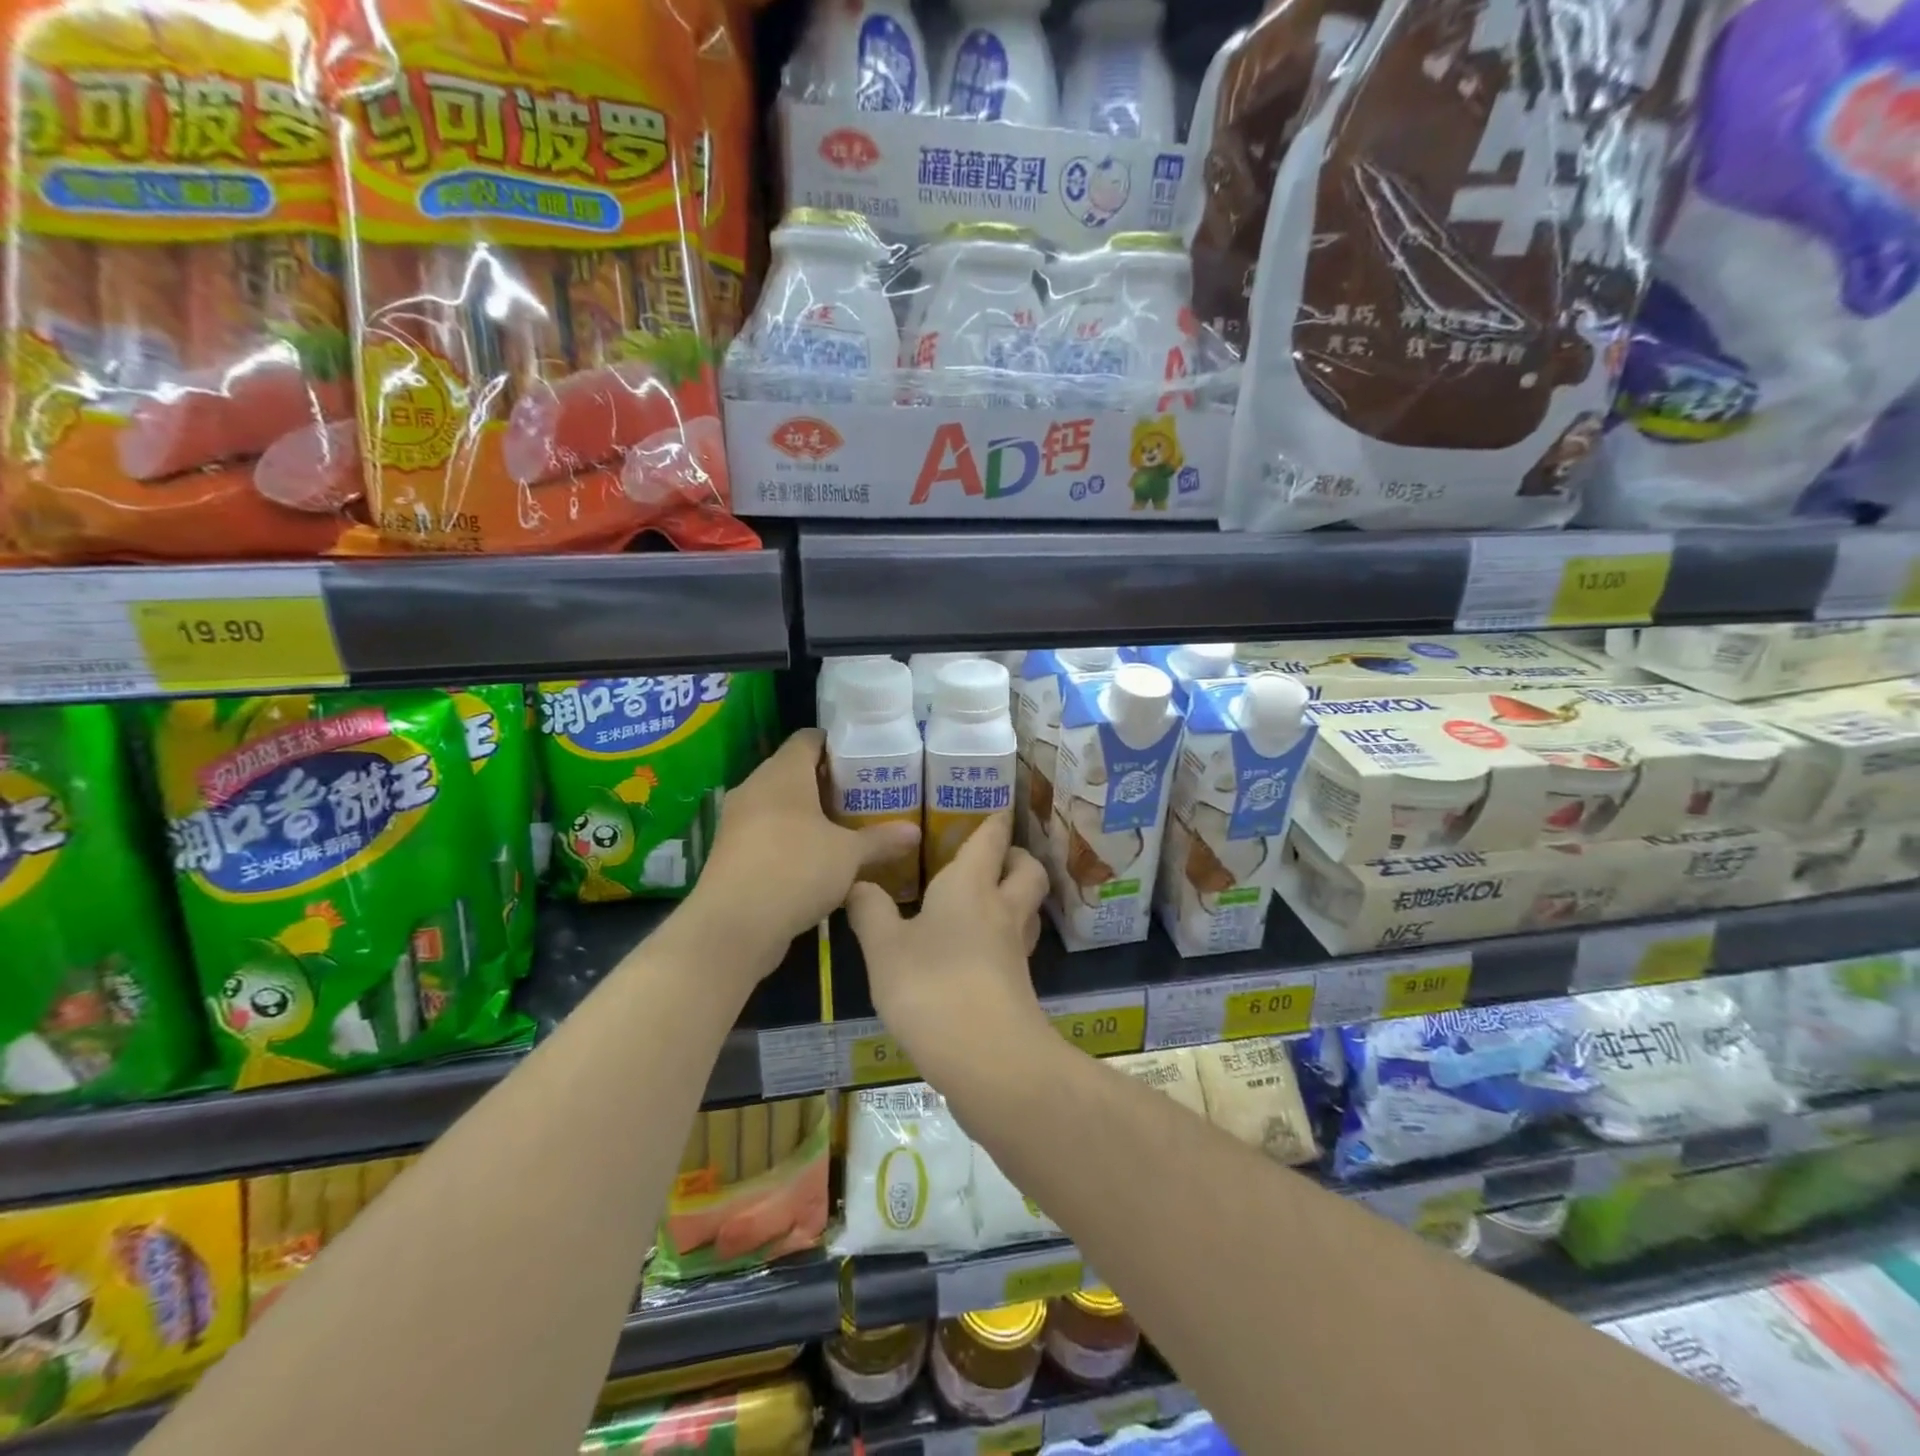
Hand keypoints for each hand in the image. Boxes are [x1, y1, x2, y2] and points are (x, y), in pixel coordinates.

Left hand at [694, 729, 920, 965]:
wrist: (734, 925)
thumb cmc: (796, 869)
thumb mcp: (849, 855)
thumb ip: (881, 840)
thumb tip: (915, 832)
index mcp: (783, 773)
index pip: (809, 739)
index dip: (837, 745)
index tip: (864, 761)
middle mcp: (755, 787)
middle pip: (794, 770)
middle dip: (827, 783)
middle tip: (862, 798)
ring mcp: (738, 820)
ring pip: (779, 804)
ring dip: (807, 813)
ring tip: (844, 829)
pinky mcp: (731, 851)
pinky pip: (766, 831)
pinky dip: (790, 838)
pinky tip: (816, 860)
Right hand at [847, 812, 1050, 1092]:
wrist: (986, 1057)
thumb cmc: (930, 986)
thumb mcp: (884, 948)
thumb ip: (870, 911)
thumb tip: (858, 883)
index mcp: (970, 885)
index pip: (991, 839)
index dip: (996, 819)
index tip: (999, 806)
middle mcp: (1001, 907)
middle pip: (1028, 869)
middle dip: (1016, 856)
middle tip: (993, 857)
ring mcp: (1016, 948)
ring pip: (1028, 907)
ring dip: (1016, 894)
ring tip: (985, 899)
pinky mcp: (1019, 983)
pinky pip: (1018, 942)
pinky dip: (1005, 934)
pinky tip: (978, 949)